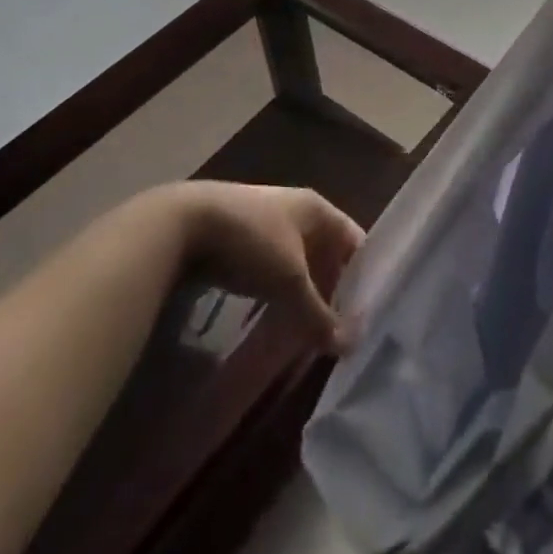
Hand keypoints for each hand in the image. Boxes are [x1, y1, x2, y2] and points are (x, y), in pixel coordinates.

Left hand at [167, 182, 364, 353]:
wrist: (184, 223)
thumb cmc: (251, 242)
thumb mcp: (290, 281)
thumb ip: (319, 314)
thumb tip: (351, 345)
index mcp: (317, 208)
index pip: (354, 240)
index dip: (364, 275)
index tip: (368, 316)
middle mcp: (297, 210)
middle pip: (327, 253)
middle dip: (332, 291)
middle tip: (338, 333)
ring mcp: (268, 223)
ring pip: (299, 264)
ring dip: (304, 295)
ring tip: (308, 333)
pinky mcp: (242, 241)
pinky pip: (273, 269)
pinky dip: (279, 293)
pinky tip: (275, 320)